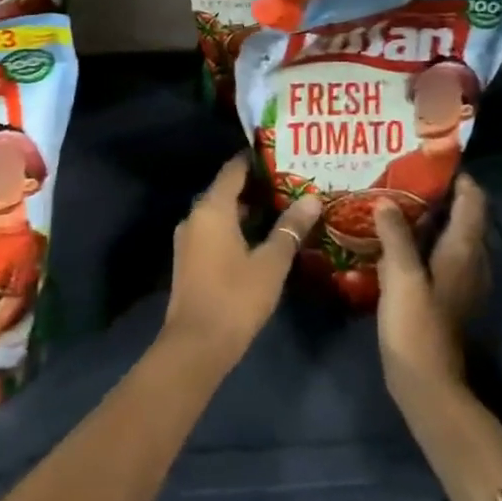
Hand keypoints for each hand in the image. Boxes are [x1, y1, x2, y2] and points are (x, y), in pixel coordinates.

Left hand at [162, 157, 320, 370]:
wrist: (195, 346)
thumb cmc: (235, 297)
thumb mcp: (271, 262)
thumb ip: (290, 228)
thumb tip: (312, 198)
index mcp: (212, 209)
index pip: (233, 170)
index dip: (255, 159)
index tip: (282, 154)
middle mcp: (195, 216)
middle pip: (227, 190)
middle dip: (257, 186)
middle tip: (291, 182)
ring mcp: (189, 239)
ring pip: (221, 213)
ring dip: (248, 210)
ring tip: (283, 208)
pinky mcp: (189, 260)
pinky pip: (214, 231)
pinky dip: (236, 228)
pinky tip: (261, 238)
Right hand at [371, 175, 490, 393]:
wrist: (426, 383)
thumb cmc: (416, 325)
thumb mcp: (401, 275)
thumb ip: (395, 235)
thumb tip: (385, 201)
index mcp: (464, 250)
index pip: (473, 200)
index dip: (458, 177)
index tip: (428, 159)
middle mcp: (471, 260)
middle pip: (464, 214)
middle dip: (440, 193)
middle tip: (403, 176)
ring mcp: (462, 280)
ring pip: (452, 234)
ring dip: (431, 216)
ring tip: (395, 200)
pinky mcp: (449, 295)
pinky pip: (441, 253)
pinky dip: (425, 238)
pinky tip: (396, 238)